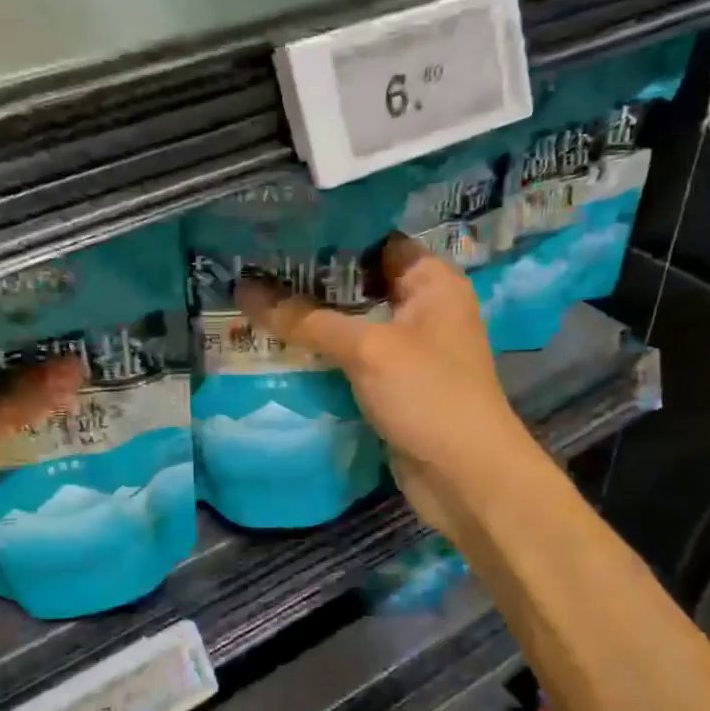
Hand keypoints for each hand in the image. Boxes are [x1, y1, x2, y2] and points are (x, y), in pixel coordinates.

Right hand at [236, 234, 544, 539]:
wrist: (464, 478)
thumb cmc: (428, 396)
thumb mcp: (368, 349)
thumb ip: (307, 319)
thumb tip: (245, 290)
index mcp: (432, 282)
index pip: (377, 241)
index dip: (331, 236)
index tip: (280, 233)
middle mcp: (423, 309)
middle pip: (359, 284)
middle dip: (310, 281)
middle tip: (253, 267)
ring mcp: (408, 351)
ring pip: (352, 325)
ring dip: (311, 322)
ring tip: (253, 303)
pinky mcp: (393, 387)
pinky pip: (351, 361)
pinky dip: (321, 357)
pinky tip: (278, 349)